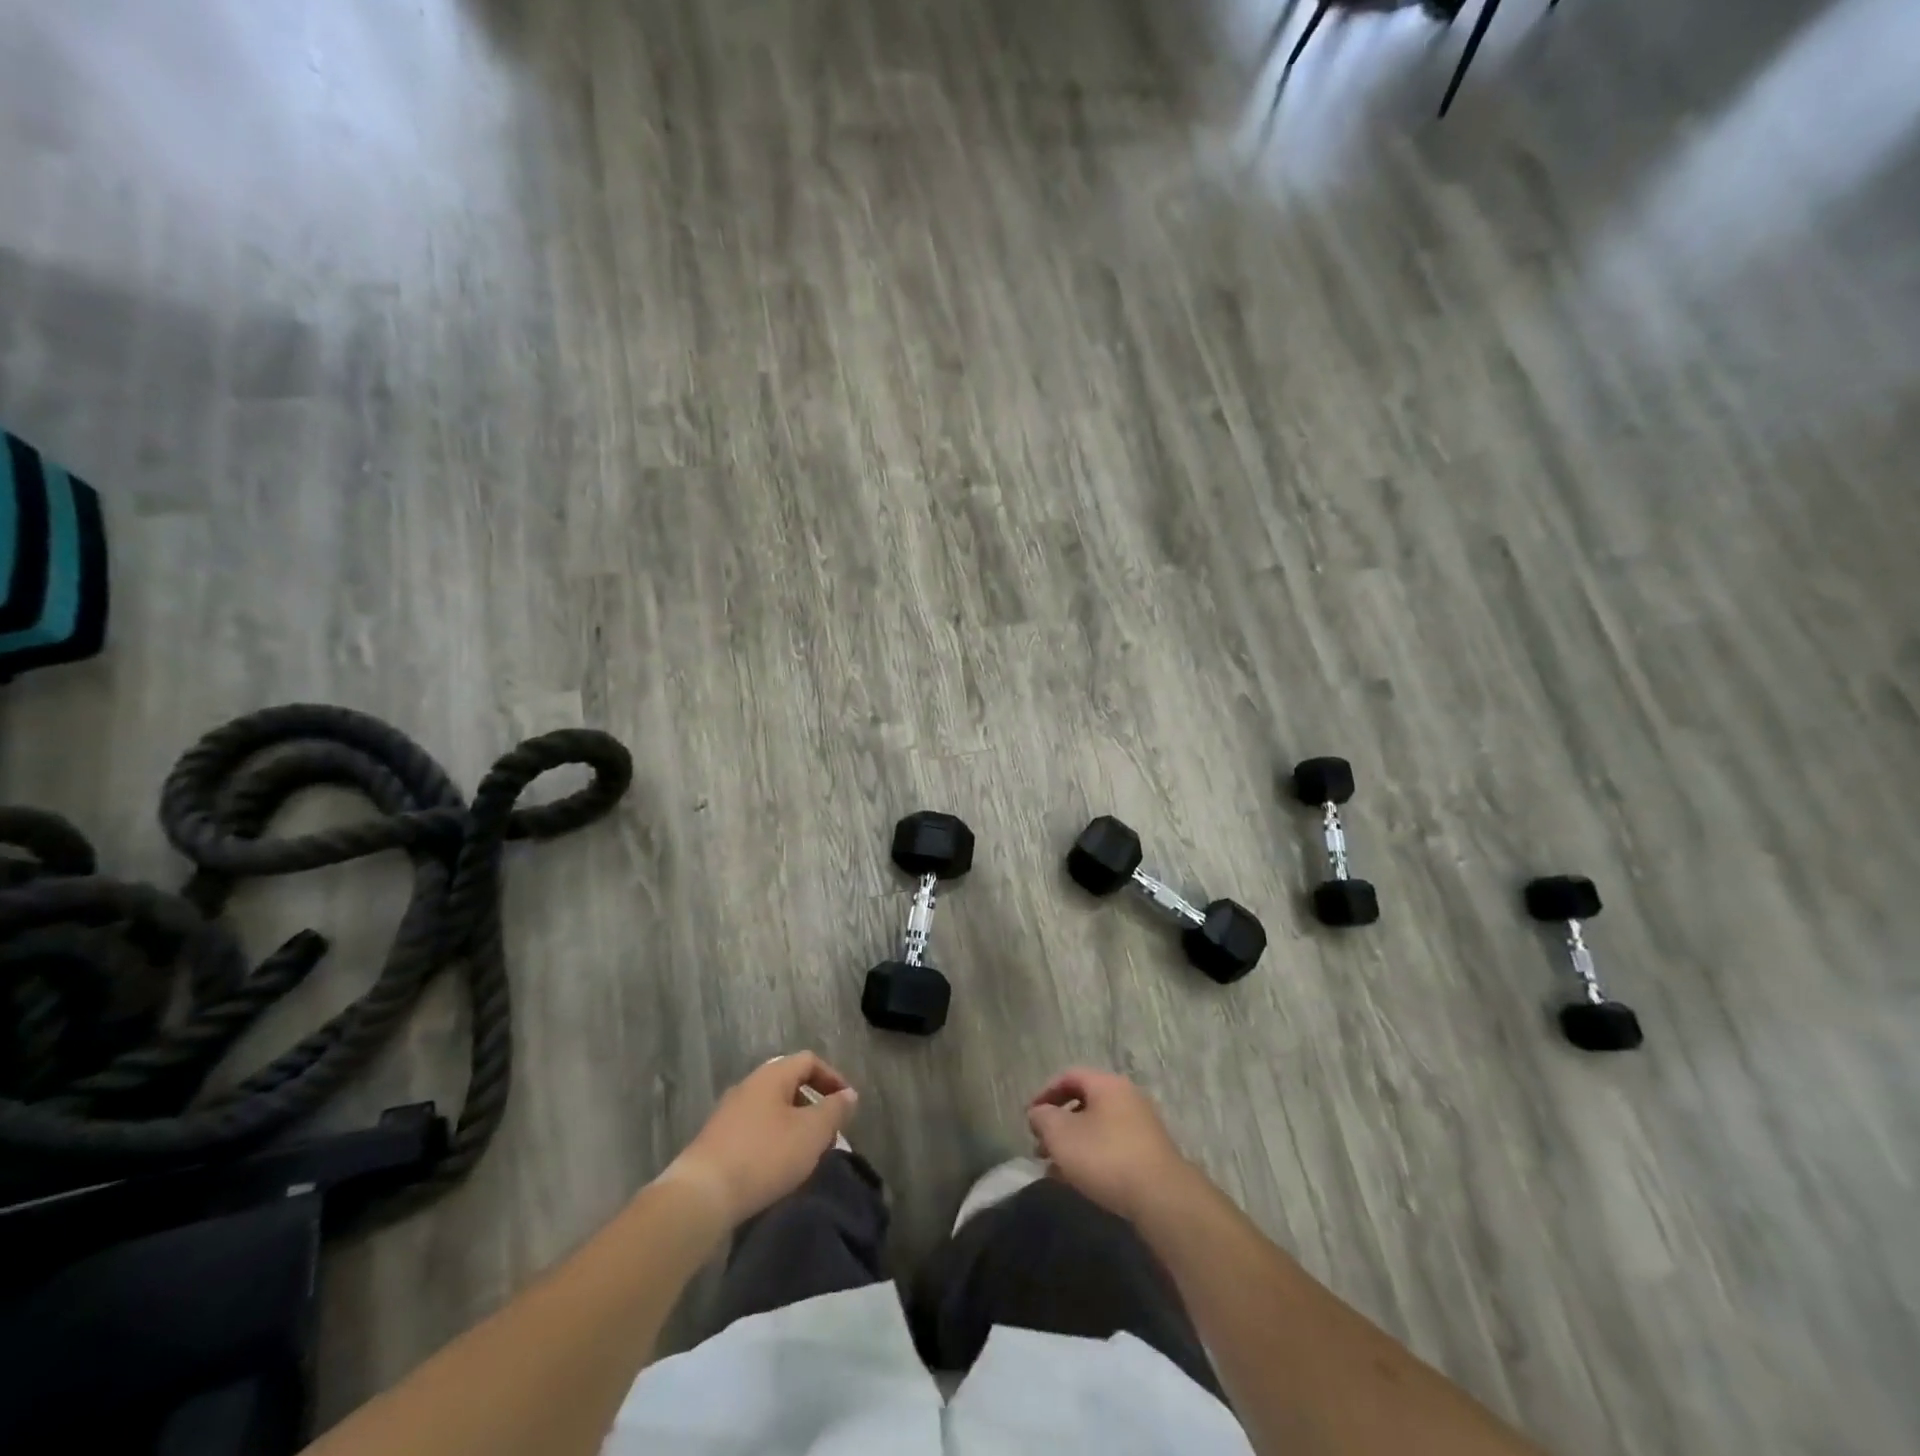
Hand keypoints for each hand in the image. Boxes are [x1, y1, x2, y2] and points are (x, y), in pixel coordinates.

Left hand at [660, 1053, 857, 1225]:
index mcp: (771, 1075)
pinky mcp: (716, 1141)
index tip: (847, 1105)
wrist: (701, 1196)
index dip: (832, 1078)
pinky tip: (777, 1168)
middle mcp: (748, 1086)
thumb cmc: (764, 1156)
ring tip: (806, 1154)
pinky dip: (773, 1141)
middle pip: (789, 1084)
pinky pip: (755, 1130)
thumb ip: (834, 1110)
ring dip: (794, 1125)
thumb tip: (849, 1094)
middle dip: (813, 1105)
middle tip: (829, 1132)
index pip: (809, 1061)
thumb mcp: (811, 1132)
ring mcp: (728, 1113)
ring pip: (772, 1109)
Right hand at [1028, 1068, 1197, 1223]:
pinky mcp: (1149, 1154)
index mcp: (1107, 1084)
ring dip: (1073, 1144)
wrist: (1161, 1198)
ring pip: (1097, 1127)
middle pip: (1083, 1102)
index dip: (1045, 1093)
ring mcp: (1142, 1126)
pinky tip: (1079, 1181)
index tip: (1030, 1117)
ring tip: (1055, 1168)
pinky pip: (1111, 1146)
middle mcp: (1127, 1097)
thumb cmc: (1105, 1156)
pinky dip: (1091, 1157)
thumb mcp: (1061, 1135)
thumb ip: (1043, 1118)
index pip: (1069, 1076)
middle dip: (1058, 1124)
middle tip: (1040, 1146)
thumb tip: (1038, 1113)